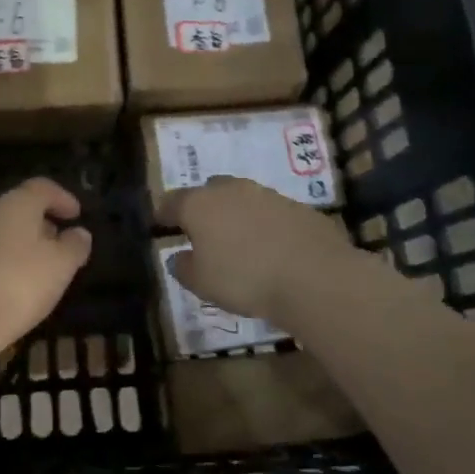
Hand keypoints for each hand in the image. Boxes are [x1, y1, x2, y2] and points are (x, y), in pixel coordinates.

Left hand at [0, 177, 92, 355]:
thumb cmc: (18, 283)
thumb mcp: (60, 266)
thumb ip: (74, 246)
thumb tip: (79, 233)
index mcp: (15, 204)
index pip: (41, 188)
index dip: (62, 198)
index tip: (77, 215)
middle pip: (19, 208)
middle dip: (43, 223)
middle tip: (62, 244)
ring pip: (2, 231)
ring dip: (24, 244)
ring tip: (42, 268)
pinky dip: (7, 261)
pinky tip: (16, 285)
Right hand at [162, 176, 351, 323]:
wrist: (313, 277)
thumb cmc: (244, 279)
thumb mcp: (201, 283)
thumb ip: (183, 267)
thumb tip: (178, 257)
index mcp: (199, 204)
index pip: (172, 201)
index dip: (163, 213)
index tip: (160, 223)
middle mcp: (231, 190)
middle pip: (209, 192)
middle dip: (203, 208)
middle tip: (202, 232)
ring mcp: (267, 195)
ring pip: (243, 199)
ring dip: (237, 215)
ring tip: (239, 242)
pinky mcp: (298, 207)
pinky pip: (272, 213)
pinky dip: (266, 226)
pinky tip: (272, 249)